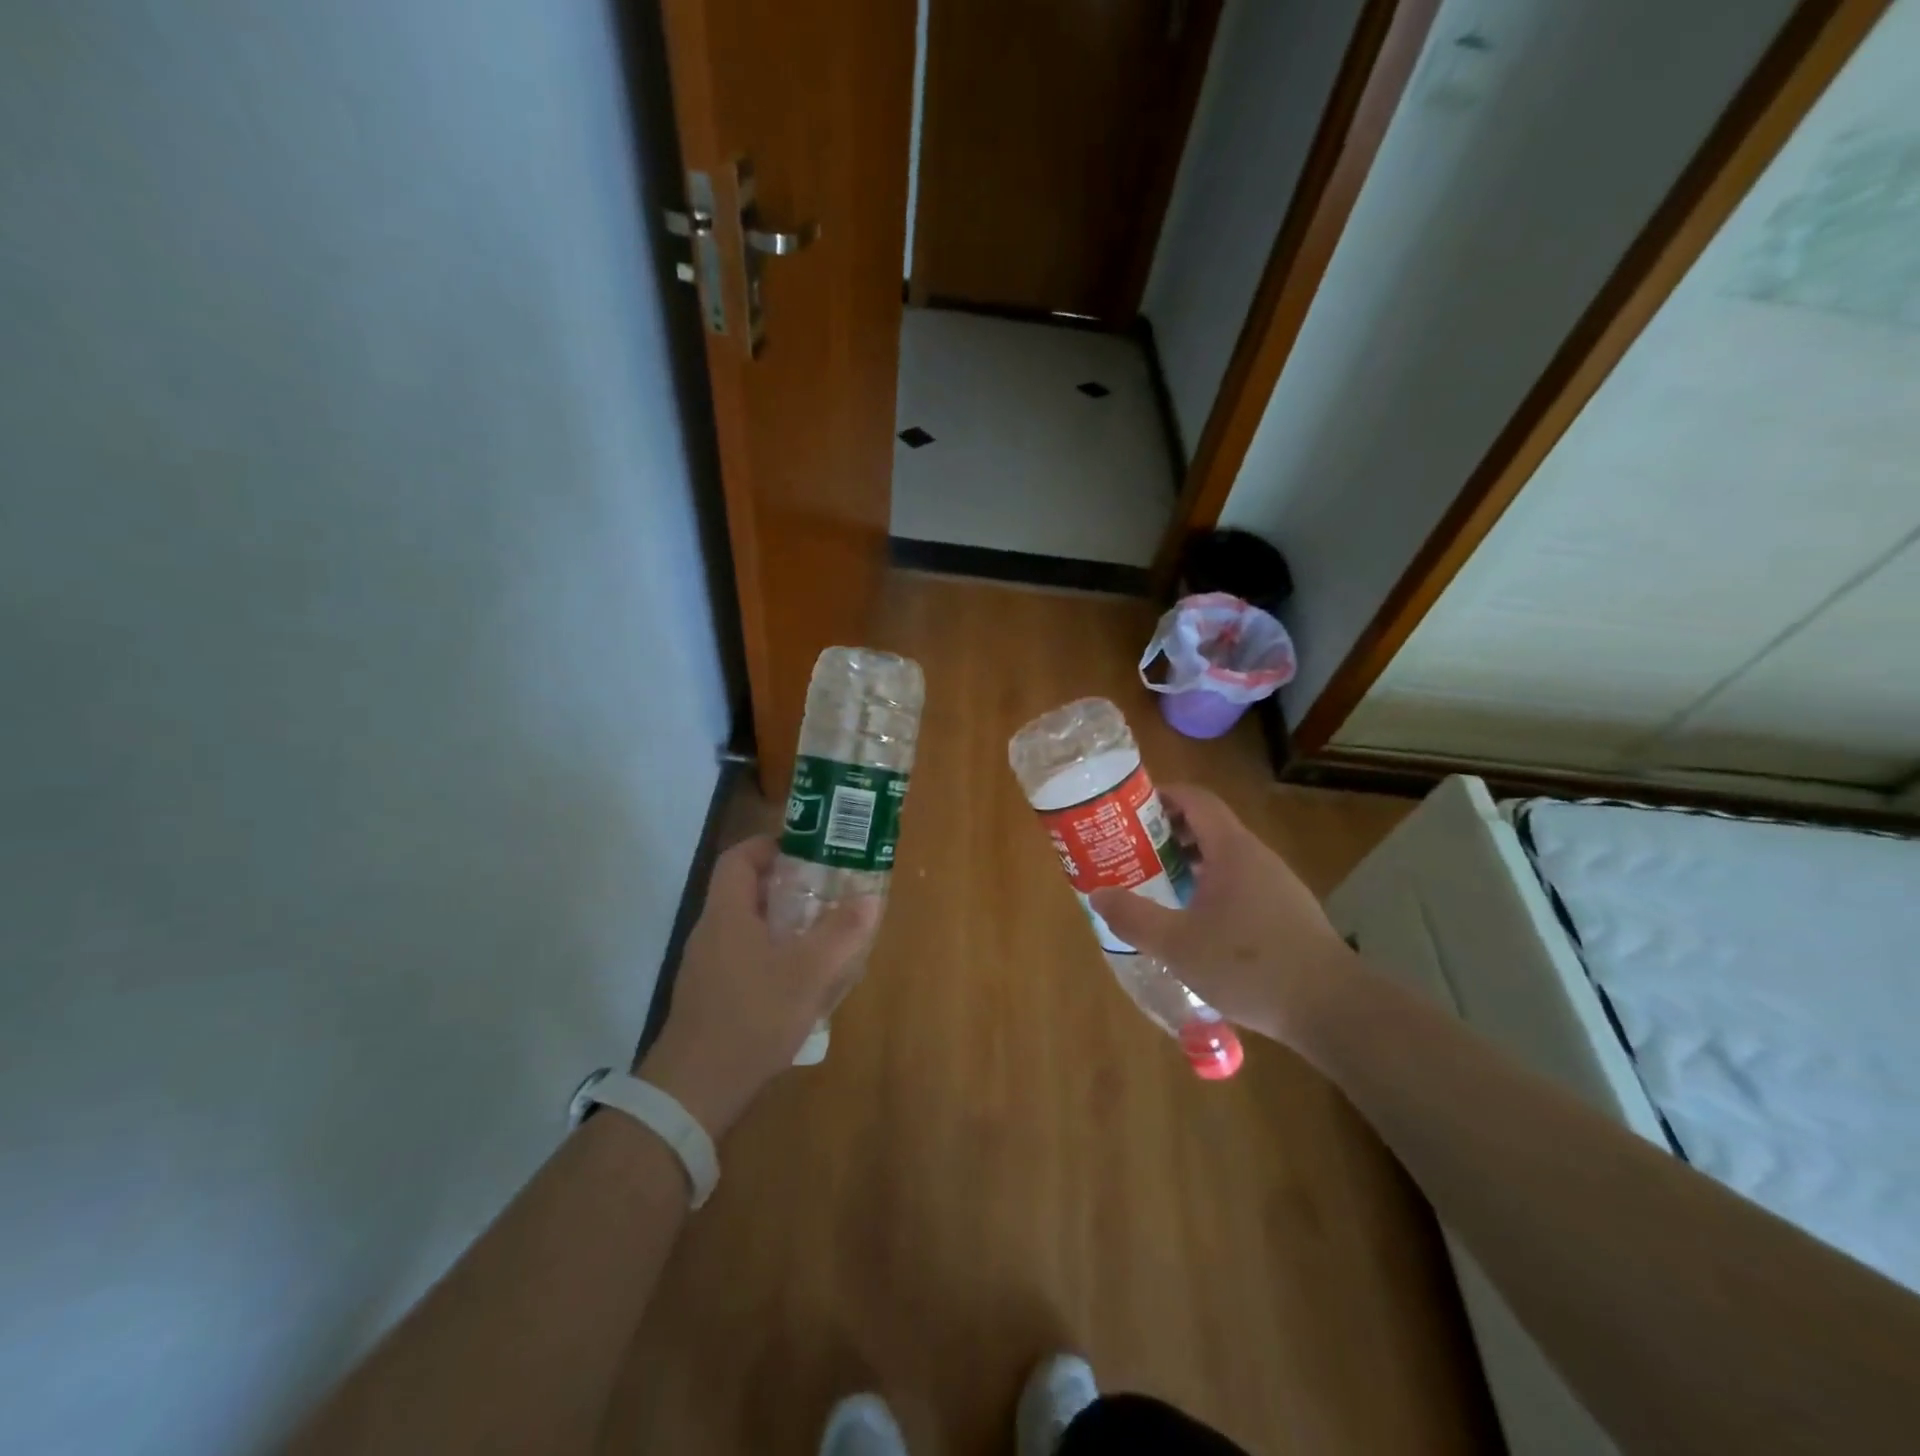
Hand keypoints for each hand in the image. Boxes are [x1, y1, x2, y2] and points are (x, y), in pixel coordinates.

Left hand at [637, 836, 878, 1137]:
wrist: (696, 1089)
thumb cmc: (753, 1017)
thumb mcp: (809, 973)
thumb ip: (842, 933)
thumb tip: (871, 898)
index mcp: (727, 914)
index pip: (739, 858)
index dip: (770, 844)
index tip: (807, 849)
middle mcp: (711, 932)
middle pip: (746, 890)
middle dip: (787, 885)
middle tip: (827, 890)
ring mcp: (707, 966)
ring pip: (747, 926)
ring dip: (782, 922)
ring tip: (822, 932)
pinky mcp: (710, 995)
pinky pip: (744, 956)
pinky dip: (772, 953)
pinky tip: (800, 980)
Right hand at [1088, 784, 1354, 1046]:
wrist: (1332, 1009)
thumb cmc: (1249, 966)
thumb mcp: (1177, 945)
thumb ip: (1134, 917)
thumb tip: (1098, 894)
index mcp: (1232, 850)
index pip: (1196, 799)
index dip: (1163, 795)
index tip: (1130, 809)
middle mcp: (1256, 857)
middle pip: (1208, 826)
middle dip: (1168, 833)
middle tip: (1133, 851)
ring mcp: (1277, 884)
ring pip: (1225, 858)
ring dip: (1189, 863)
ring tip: (1157, 886)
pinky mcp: (1287, 912)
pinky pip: (1240, 883)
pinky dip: (1211, 887)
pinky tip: (1196, 923)